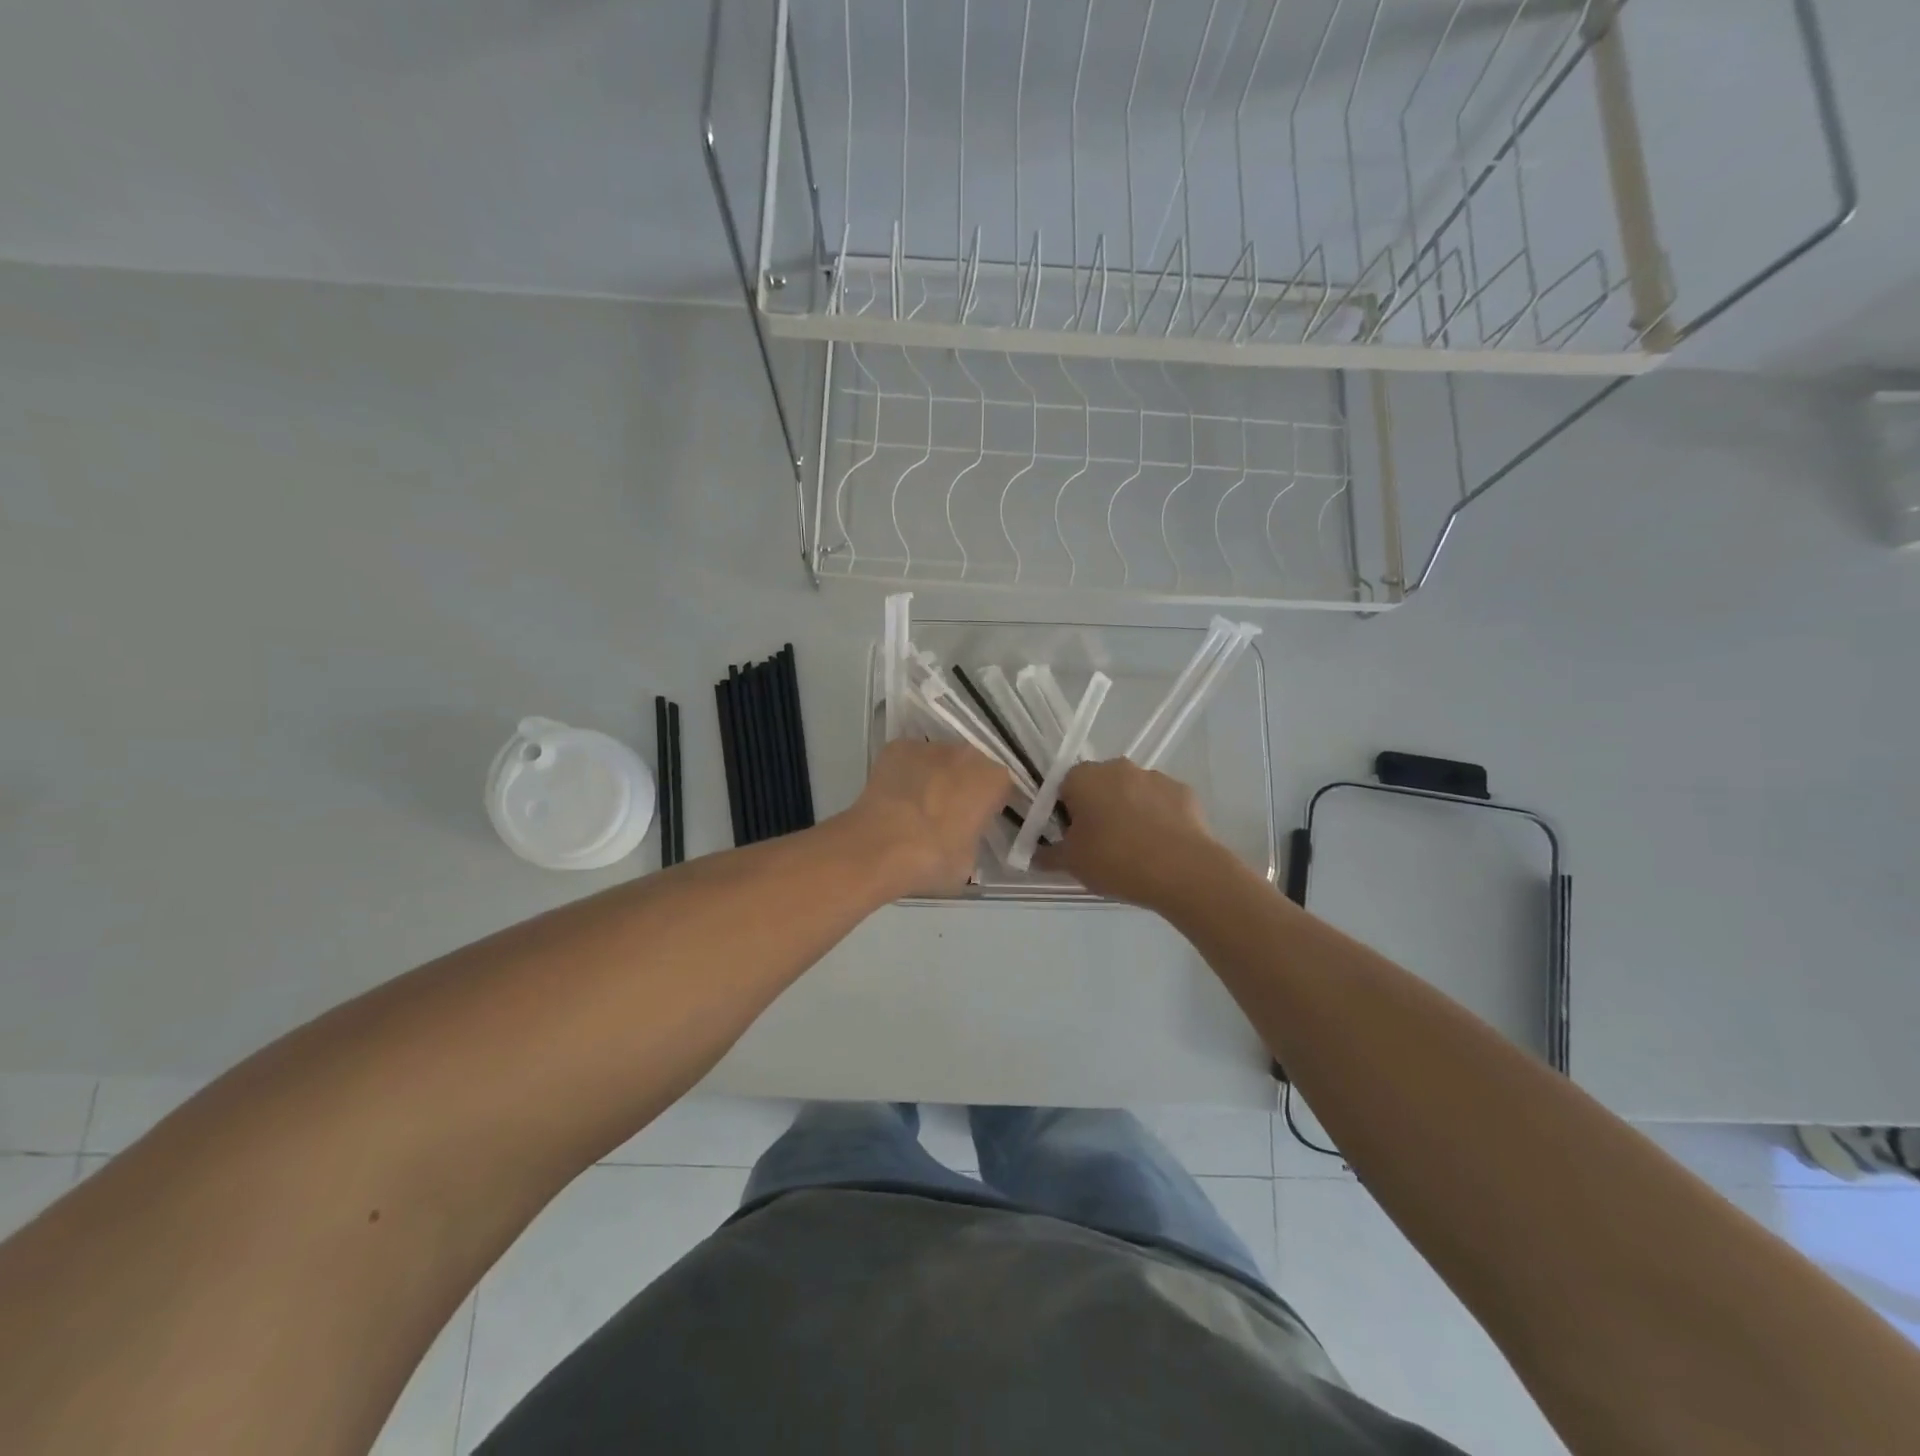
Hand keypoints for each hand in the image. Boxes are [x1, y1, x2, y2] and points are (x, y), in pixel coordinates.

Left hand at [843, 739, 1011, 897]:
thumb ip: (975, 836)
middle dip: (964, 783)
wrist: (879, 848)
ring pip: (940, 758)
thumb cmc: (933, 859)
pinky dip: (907, 771)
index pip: (1002, 786)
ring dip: (936, 775)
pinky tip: (896, 795)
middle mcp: (967, 753)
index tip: (979, 820)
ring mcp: (930, 746)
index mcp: (993, 779)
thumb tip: (964, 833)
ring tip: (918, 804)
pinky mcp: (897, 746)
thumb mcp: (970, 859)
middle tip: (949, 812)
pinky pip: (910, 758)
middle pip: (972, 765)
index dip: (991, 803)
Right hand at [1035, 759, 1220, 908]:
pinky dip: (1159, 818)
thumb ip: (1048, 855)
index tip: (1071, 838)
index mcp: (1084, 777)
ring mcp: (1154, 776)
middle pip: (1099, 785)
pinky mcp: (1184, 791)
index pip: (1063, 787)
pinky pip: (1162, 803)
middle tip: (1100, 845)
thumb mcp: (1071, 864)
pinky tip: (1161, 847)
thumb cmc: (1114, 860)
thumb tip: (1036, 855)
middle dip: (1097, 809)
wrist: (1181, 870)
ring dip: (1129, 811)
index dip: (1064, 813)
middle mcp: (1118, 767)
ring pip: (1132, 792)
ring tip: (1135, 849)